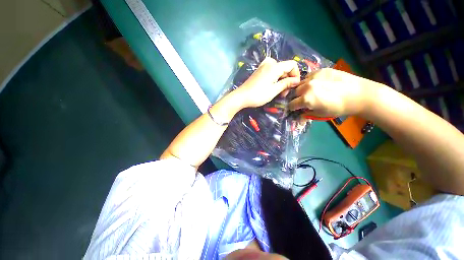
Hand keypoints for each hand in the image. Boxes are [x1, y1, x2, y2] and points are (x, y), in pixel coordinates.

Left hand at [233, 57, 300, 107]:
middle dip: (287, 80)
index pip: (292, 64)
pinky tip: (272, 88)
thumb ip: (286, 84)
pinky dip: (275, 80)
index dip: (295, 75)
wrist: (242, 96)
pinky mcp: (259, 71)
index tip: (293, 86)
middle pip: (285, 68)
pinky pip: (272, 72)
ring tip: (278, 93)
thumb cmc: (258, 95)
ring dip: (281, 81)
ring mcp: (263, 66)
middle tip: (284, 93)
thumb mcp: (274, 90)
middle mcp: (269, 63)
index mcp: (275, 66)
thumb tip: (296, 80)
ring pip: (278, 71)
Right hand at [288, 68, 378, 116]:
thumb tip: (299, 115)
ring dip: (302, 88)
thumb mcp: (321, 114)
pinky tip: (318, 83)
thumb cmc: (339, 108)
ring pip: (301, 83)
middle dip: (297, 97)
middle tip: (305, 100)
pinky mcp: (321, 70)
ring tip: (311, 90)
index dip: (293, 107)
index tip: (296, 108)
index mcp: (306, 99)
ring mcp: (314, 77)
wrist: (359, 94)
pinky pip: (309, 76)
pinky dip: (310, 81)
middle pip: (294, 92)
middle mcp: (307, 87)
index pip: (291, 104)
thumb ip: (307, 114)